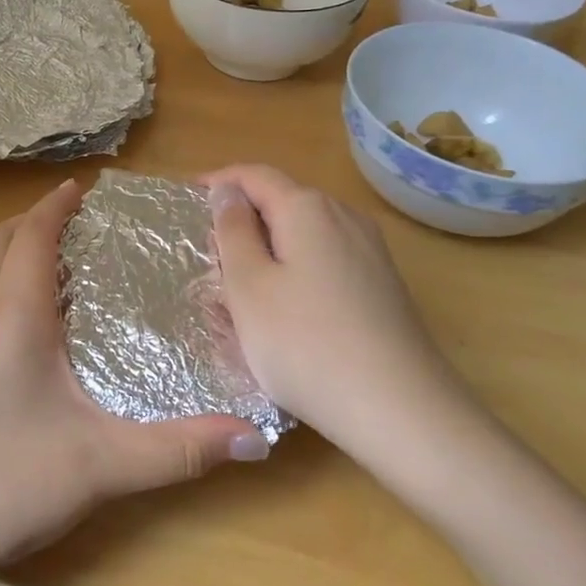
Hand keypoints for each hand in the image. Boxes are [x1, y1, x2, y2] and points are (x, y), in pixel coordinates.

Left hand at [0, 178, 267, 585]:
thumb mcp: (99, 467)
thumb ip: (178, 450)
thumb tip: (254, 435)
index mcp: (10, 317)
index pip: (32, 236)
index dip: (56, 205)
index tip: (83, 187)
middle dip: (32, 220)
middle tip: (73, 220)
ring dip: (9, 251)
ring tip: (51, 262)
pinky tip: (21, 328)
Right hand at [205, 165, 492, 488]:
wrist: (400, 410)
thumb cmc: (305, 343)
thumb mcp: (248, 286)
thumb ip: (232, 230)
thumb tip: (228, 190)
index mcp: (307, 207)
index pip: (254, 174)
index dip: (217, 183)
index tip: (185, 202)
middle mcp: (344, 216)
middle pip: (281, 202)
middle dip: (242, 222)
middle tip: (207, 259)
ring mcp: (370, 251)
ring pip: (304, 235)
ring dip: (268, 250)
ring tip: (240, 290)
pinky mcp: (382, 285)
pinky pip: (326, 262)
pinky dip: (295, 272)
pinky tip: (285, 313)